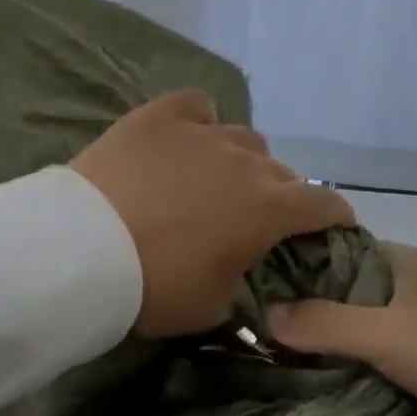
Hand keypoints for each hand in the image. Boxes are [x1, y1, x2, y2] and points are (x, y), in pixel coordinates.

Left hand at [71, 89, 354, 338]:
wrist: (80, 252)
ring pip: (244, 139)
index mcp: (268, 210)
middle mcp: (246, 163)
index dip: (336, 215)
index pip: (324, 203)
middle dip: (280, 195)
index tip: (334, 224)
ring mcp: (203, 133)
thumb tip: (247, 281)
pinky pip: (197, 106)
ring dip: (243, 162)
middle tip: (254, 218)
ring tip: (217, 180)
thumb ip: (243, 290)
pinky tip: (187, 139)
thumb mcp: (211, 308)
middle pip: (281, 172)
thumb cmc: (153, 287)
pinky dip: (201, 122)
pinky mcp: (159, 117)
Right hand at [268, 243, 416, 415]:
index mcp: (404, 261)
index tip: (257, 295)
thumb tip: (264, 315)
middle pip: (350, 291)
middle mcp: (416, 282)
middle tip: (265, 337)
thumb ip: (324, 324)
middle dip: (314, 312)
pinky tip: (338, 379)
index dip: (298, 271)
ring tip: (290, 361)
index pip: (336, 253)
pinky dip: (366, 362)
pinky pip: (391, 351)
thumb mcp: (386, 336)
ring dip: (340, 342)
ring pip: (370, 324)